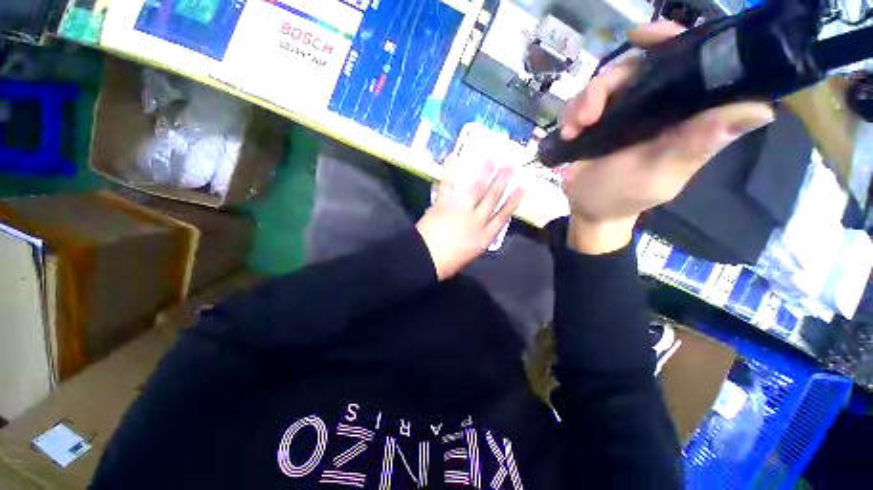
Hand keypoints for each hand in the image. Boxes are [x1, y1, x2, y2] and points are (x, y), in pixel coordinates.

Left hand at [416, 158, 523, 279]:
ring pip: (475, 189)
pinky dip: (449, 172)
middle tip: (509, 166)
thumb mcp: (469, 255)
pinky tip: (454, 158)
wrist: (425, 259)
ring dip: (483, 173)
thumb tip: (478, 229)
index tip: (521, 189)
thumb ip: (476, 240)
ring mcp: (460, 210)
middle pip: (492, 198)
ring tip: (490, 159)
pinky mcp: (443, 204)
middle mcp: (476, 221)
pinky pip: (448, 186)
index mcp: (484, 237)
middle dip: (501, 182)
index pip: (503, 216)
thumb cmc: (447, 263)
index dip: (513, 202)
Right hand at [560, 21, 774, 253]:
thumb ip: (697, 145)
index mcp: (683, 115)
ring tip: (575, 128)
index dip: (672, 41)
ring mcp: (623, 112)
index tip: (643, 36)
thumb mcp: (660, 175)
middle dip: (609, 82)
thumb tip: (760, 109)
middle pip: (636, 67)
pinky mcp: (597, 121)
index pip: (691, 64)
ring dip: (583, 102)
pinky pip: (582, 101)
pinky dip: (571, 113)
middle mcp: (656, 106)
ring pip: (604, 83)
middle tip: (589, 112)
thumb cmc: (624, 197)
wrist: (588, 208)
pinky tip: (568, 132)